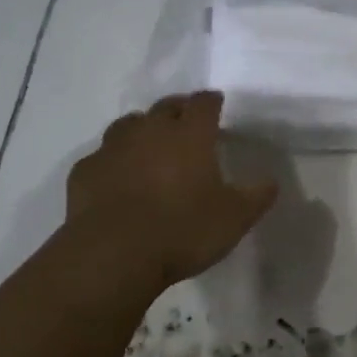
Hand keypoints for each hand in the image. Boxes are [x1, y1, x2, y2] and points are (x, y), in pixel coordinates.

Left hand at [65, 93, 276, 288]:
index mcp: (190, 135)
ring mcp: (113, 148)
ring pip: (129, 125)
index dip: (211, 101)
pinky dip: (113, 161)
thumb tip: (271, 180)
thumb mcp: (234, 218)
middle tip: (186, 122)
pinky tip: (117, 179)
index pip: (203, 103)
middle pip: (165, 107)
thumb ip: (256, 196)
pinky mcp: (85, 172)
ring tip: (150, 146)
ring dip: (142, 130)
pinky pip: (102, 157)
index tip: (217, 104)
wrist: (113, 255)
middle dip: (178, 110)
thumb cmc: (183, 230)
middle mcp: (150, 131)